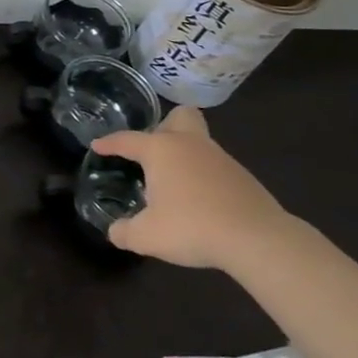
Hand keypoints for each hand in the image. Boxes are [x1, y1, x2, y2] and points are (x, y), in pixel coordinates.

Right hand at [91, 104, 302, 270]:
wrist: (259, 241)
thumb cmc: (193, 227)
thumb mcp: (146, 236)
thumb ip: (124, 231)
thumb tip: (116, 231)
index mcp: (161, 150)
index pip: (127, 140)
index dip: (109, 143)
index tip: (97, 146)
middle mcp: (191, 145)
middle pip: (180, 116)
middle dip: (165, 126)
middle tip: (153, 150)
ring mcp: (221, 159)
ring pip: (200, 143)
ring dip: (185, 156)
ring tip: (173, 183)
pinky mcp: (244, 178)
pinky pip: (215, 167)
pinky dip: (204, 177)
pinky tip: (199, 201)